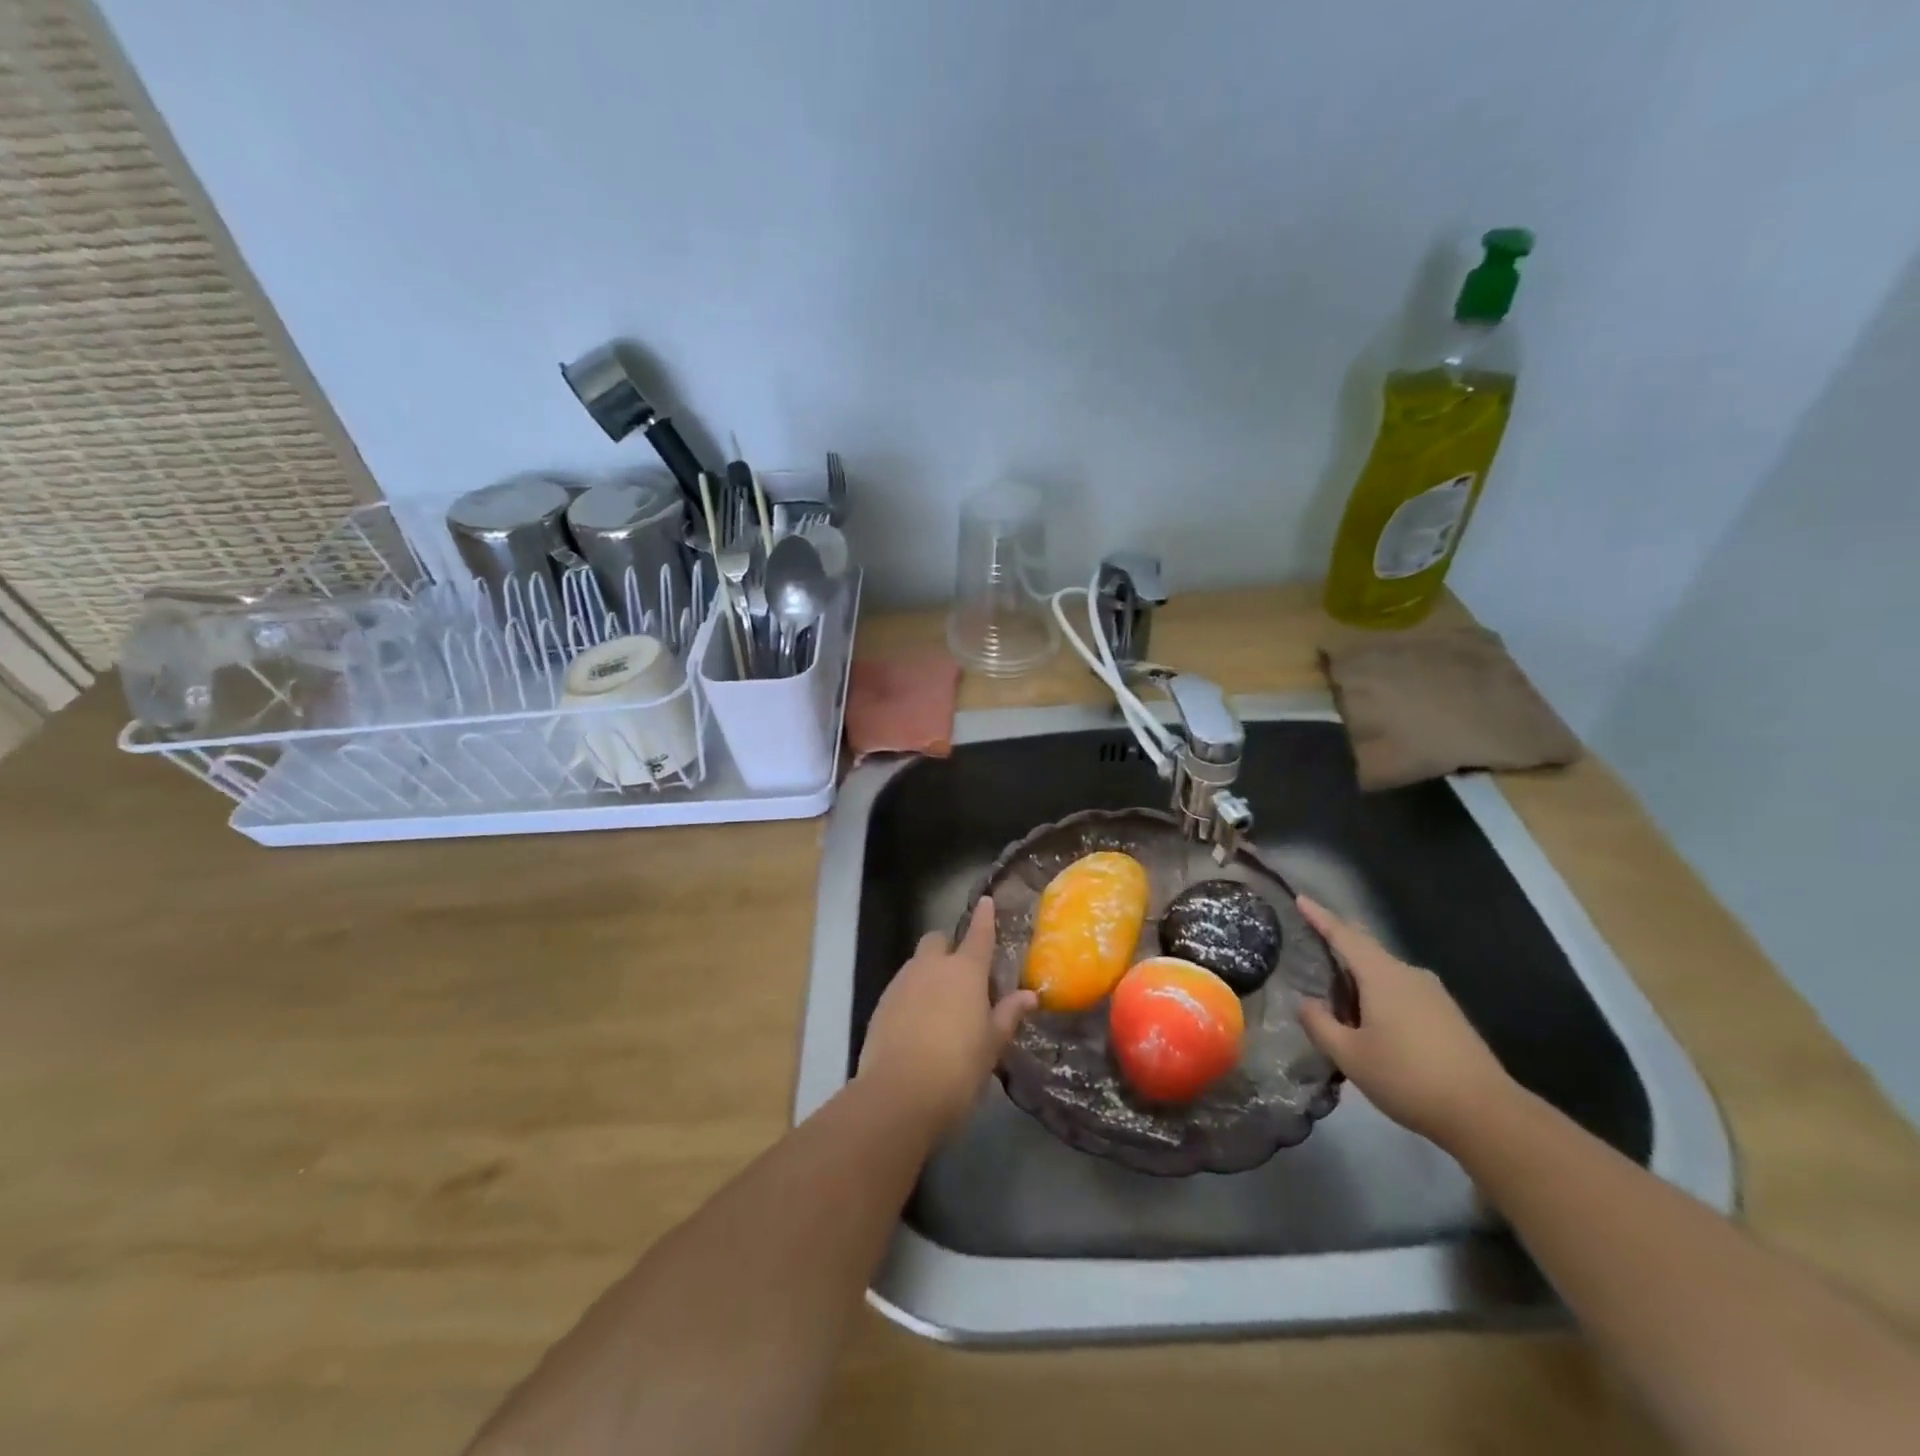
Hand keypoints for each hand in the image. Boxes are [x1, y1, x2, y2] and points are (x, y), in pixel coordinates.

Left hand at [857, 897, 1037, 1137]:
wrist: (900, 1093)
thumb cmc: (959, 1066)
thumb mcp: (992, 1043)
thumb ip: (1008, 1014)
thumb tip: (1028, 995)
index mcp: (965, 970)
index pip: (978, 934)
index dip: (984, 917)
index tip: (986, 901)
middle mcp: (931, 966)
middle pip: (937, 940)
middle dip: (948, 948)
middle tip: (961, 974)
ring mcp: (902, 983)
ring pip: (916, 964)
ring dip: (929, 973)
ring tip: (941, 1005)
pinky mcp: (881, 1004)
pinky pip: (901, 988)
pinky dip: (912, 996)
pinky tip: (919, 1024)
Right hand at [1297, 895, 1513, 1147]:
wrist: (1487, 1114)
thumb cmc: (1408, 1078)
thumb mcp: (1350, 1056)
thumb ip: (1320, 1024)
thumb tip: (1305, 1003)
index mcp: (1382, 976)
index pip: (1344, 935)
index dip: (1320, 916)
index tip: (1301, 899)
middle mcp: (1408, 974)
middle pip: (1366, 948)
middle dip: (1340, 942)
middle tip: (1312, 941)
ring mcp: (1433, 994)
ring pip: (1385, 972)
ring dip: (1359, 978)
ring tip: (1338, 999)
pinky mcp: (1447, 1014)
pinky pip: (1402, 990)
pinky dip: (1379, 994)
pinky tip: (1372, 1022)